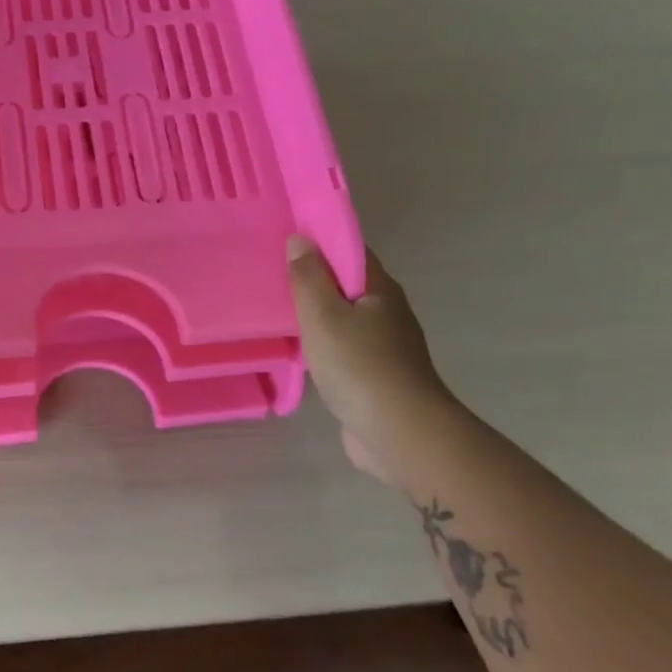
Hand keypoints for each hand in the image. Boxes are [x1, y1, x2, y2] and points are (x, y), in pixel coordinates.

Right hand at [286, 238, 455, 485]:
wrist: (400, 433)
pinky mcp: (376, 377)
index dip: (320, 241)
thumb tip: (300, 238)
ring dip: (317, 314)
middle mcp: (388, 312)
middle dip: (314, 278)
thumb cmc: (359, 365)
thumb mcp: (323, 315)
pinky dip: (322, 344)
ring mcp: (385, 347)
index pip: (350, 251)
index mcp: (381, 289)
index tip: (285, 239)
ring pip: (345, 319)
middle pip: (347, 284)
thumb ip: (308, 277)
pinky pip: (343, 348)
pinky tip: (299, 351)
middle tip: (272, 274)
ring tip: (278, 311)